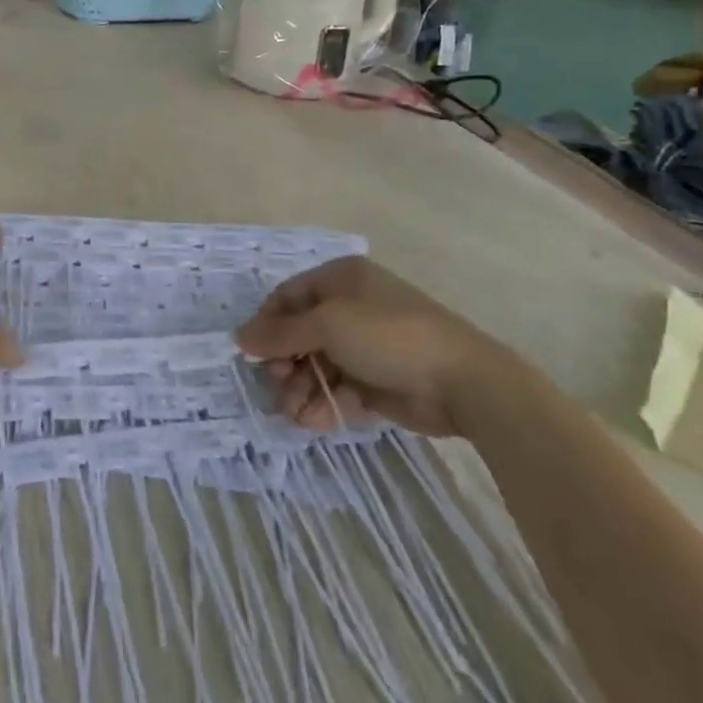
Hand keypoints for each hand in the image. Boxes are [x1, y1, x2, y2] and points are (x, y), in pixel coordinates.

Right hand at [236, 256, 506, 436]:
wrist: (463, 382)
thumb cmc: (389, 337)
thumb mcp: (328, 325)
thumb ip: (281, 333)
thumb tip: (240, 337)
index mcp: (341, 280)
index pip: (288, 297)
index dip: (267, 324)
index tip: (251, 354)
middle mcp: (350, 307)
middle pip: (299, 334)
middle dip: (285, 363)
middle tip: (278, 386)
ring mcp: (364, 346)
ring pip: (317, 366)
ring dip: (301, 390)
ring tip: (295, 413)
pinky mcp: (376, 381)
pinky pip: (338, 389)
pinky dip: (324, 405)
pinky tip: (315, 421)